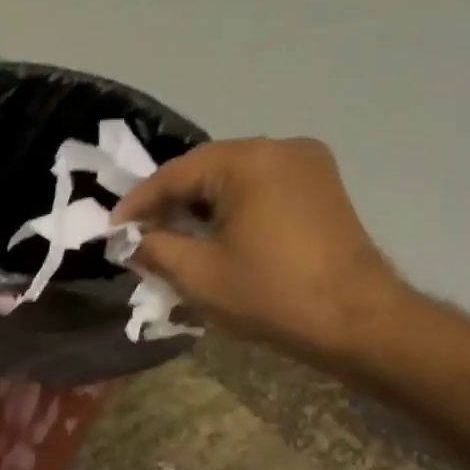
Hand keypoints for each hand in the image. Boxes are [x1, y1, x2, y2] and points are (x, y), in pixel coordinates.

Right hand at [112, 138, 405, 363]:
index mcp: (247, 161)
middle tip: (140, 233)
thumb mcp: (198, 275)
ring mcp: (308, 165)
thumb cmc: (271, 295)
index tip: (112, 228)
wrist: (357, 320)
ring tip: (173, 236)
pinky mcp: (321, 187)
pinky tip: (214, 234)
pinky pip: (261, 187)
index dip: (139, 202)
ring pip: (233, 178)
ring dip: (200, 205)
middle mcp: (280, 148)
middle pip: (206, 170)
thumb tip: (134, 240)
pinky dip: (231, 207)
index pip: (175, 174)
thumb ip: (155, 248)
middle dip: (169, 201)